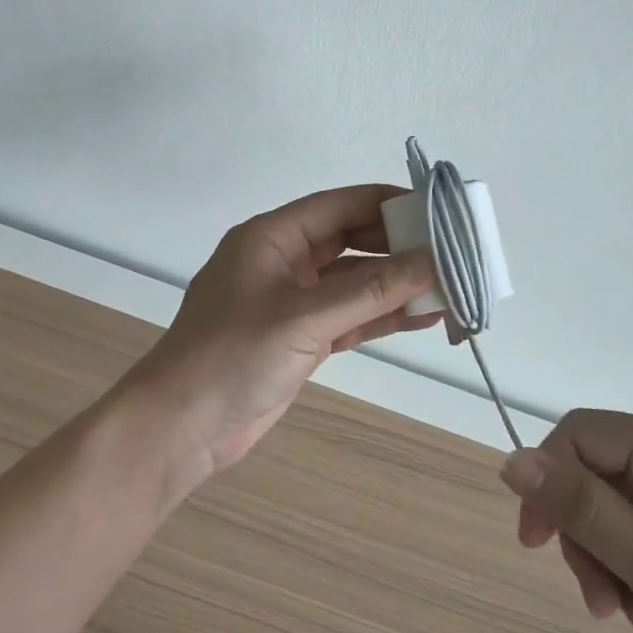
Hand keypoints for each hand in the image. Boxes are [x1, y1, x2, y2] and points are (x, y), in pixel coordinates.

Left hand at [122, 185, 441, 483]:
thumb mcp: (305, 318)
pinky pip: (350, 316)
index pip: (341, 205)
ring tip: (450, 288)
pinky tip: (423, 318)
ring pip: (355, 282)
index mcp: (273, 237)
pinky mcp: (301, 338)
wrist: (181, 429)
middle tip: (452, 254)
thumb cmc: (232, 357)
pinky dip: (382, 316)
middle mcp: (284, 261)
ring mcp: (293, 301)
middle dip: (399, 247)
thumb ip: (371, 291)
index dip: (389, 204)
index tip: (438, 211)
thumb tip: (433, 262)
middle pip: (352, 241)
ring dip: (397, 285)